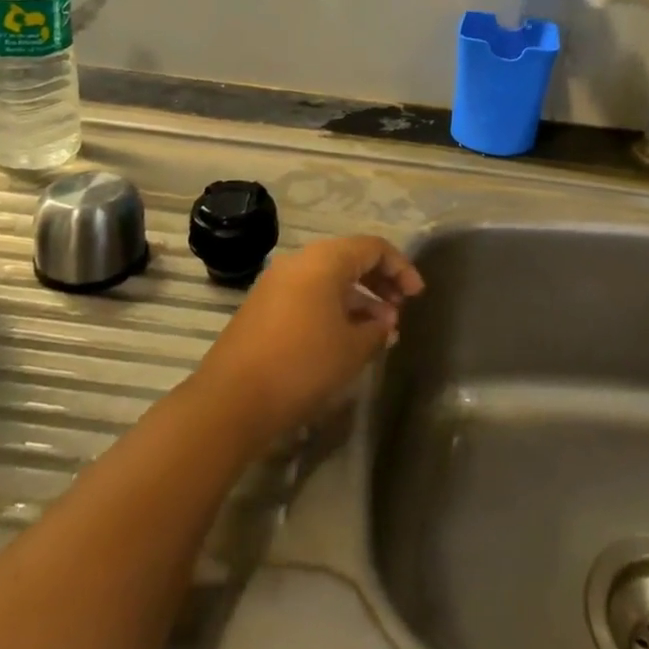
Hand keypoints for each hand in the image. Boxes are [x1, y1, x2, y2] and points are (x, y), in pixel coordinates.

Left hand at [192, 235, 422, 444]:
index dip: (401, 268)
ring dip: (358, 299)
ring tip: (378, 332)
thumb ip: (378, 329)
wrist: (231, 401)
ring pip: (328, 279)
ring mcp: (276, 283)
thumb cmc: (302, 365)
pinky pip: (308, 295)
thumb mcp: (353, 349)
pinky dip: (333, 308)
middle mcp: (299, 261)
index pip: (374, 247)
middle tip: (400, 311)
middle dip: (380, 282)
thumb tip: (385, 322)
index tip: (417, 296)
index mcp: (325, 260)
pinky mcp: (262, 307)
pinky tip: (345, 339)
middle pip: (350, 258)